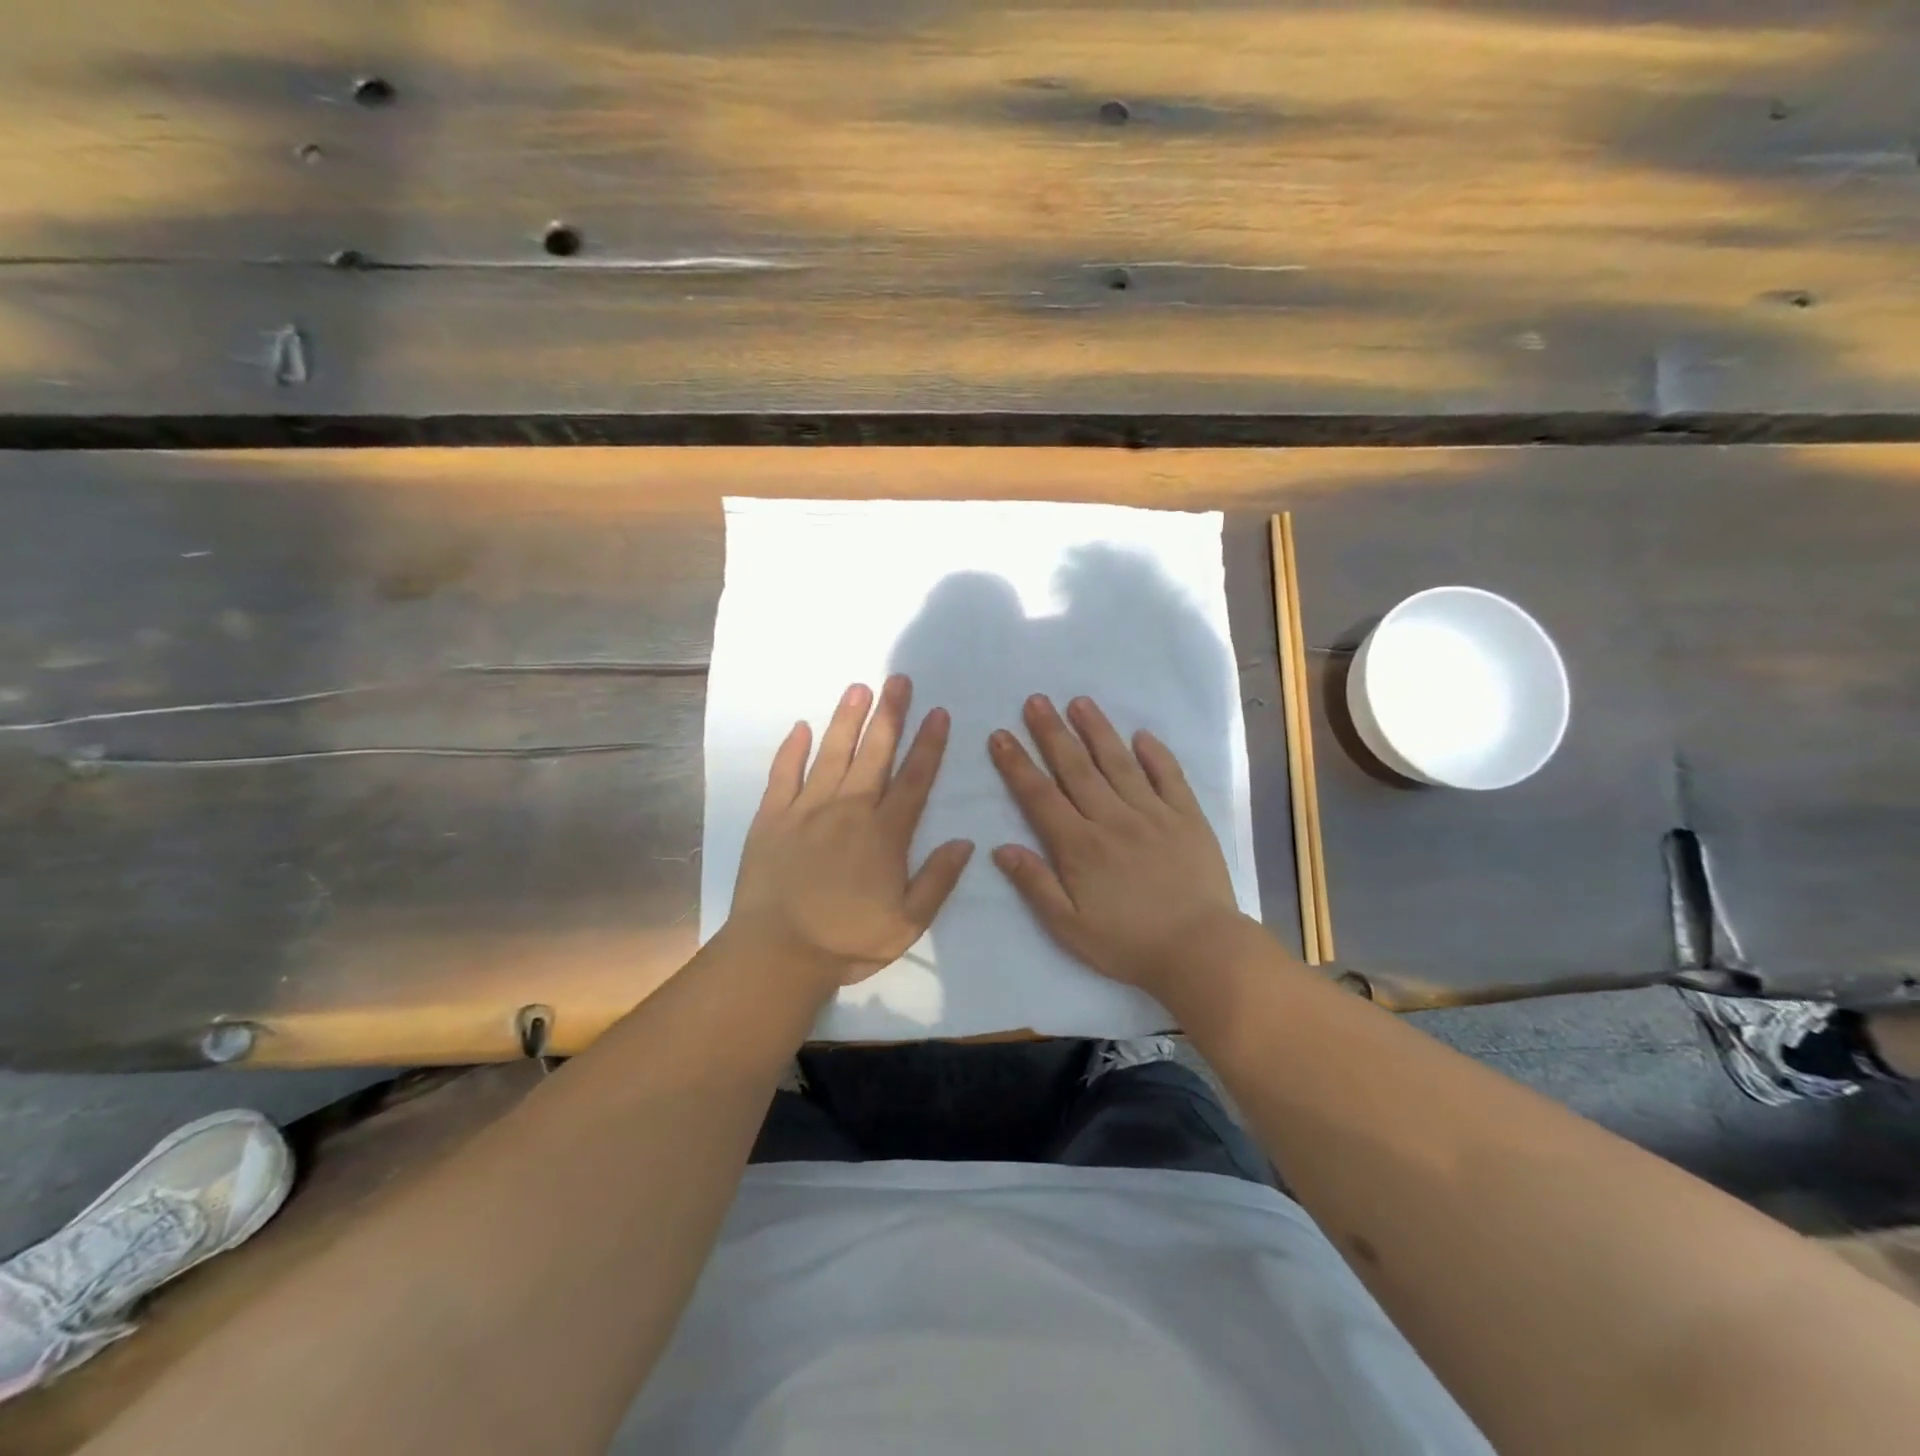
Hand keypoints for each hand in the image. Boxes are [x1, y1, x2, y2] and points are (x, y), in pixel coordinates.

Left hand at [728, 676, 974, 990]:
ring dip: (847, 719)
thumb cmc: (846, 940)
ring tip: (858, 688)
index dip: (929, 744)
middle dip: (890, 714)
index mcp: (885, 834)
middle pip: (874, 753)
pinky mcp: (771, 817)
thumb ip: (938, 880)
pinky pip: (783, 774)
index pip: (914, 779)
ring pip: (832, 753)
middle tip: (898, 679)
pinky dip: (792, 749)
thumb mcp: (907, 924)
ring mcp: (807, 809)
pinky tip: (801, 726)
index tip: (939, 713)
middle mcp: (849, 809)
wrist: (776, 954)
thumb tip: (965, 841)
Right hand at [989, 694, 1247, 996]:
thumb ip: (1035, 884)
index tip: (1000, 735)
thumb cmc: (1128, 943)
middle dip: (1052, 732)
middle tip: (1036, 701)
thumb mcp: (1068, 926)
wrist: (1200, 951)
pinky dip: (1156, 754)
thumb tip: (1000, 848)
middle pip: (1076, 768)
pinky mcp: (1187, 817)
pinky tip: (1142, 735)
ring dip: (1097, 730)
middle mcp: (1112, 819)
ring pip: (1119, 762)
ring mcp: (1153, 814)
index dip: (1017, 764)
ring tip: (1080, 702)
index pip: (1040, 795)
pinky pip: (1169, 777)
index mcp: (1080, 845)